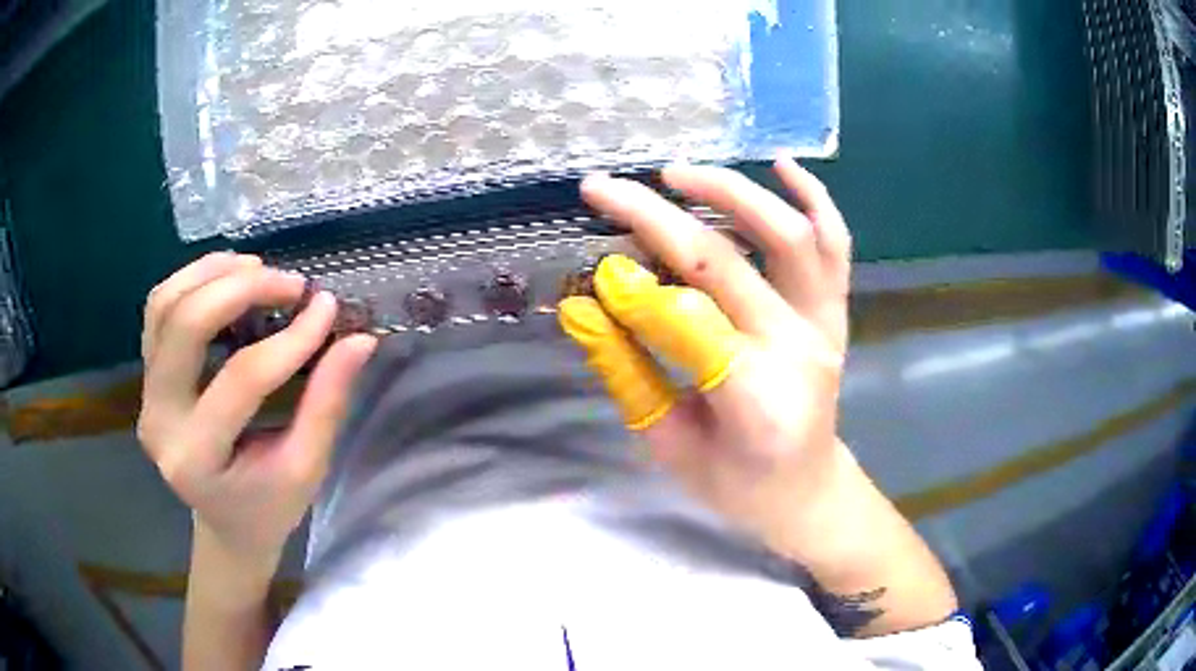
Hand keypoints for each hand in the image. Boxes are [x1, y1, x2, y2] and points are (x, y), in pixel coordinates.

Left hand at [137, 253, 376, 564]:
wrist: (225, 523)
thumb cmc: (268, 507)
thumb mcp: (305, 467)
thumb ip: (327, 402)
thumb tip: (360, 339)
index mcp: (197, 458)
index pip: (241, 379)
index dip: (289, 339)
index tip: (327, 309)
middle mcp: (159, 420)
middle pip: (186, 325)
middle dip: (241, 290)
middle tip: (290, 283)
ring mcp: (145, 394)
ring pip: (165, 305)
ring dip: (212, 274)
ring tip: (258, 269)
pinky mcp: (147, 378)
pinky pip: (159, 309)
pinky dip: (192, 281)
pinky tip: (227, 277)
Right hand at [558, 158, 851, 557]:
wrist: (806, 489)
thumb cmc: (736, 484)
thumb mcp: (668, 447)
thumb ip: (628, 374)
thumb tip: (582, 307)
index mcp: (756, 401)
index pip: (688, 323)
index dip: (634, 291)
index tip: (594, 271)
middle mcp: (798, 350)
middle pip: (725, 263)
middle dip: (655, 219)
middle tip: (604, 189)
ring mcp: (824, 325)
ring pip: (788, 236)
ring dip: (731, 192)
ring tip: (676, 174)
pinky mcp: (835, 312)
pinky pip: (835, 244)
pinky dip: (814, 198)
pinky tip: (782, 165)